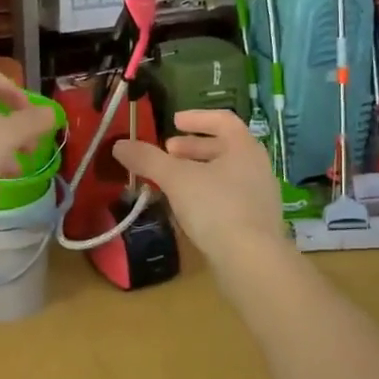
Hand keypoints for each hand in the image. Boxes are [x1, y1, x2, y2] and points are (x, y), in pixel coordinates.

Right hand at [113, 109, 283, 264]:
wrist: (251, 260)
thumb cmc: (216, 207)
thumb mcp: (176, 179)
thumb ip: (147, 159)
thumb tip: (119, 145)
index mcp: (244, 147)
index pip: (222, 120)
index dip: (196, 118)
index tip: (174, 122)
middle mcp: (257, 167)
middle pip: (223, 148)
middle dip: (192, 148)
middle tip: (168, 153)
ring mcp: (259, 196)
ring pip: (225, 174)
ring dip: (197, 173)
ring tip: (171, 182)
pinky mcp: (256, 223)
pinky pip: (228, 198)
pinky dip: (205, 195)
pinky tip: (186, 210)